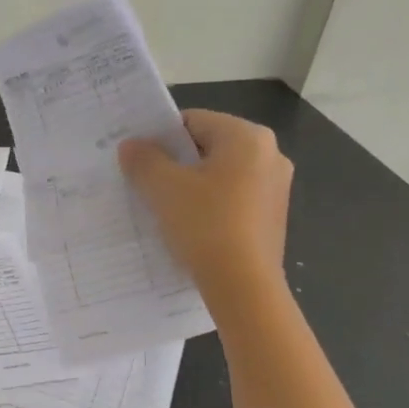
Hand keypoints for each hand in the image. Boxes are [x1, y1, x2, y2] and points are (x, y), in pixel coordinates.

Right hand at [118, 110, 292, 305]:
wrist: (243, 286)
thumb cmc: (204, 225)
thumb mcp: (163, 188)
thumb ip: (143, 159)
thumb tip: (132, 145)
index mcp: (247, 137)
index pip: (192, 121)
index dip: (160, 138)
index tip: (139, 161)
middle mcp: (270, 154)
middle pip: (208, 147)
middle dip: (175, 163)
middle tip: (146, 184)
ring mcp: (276, 187)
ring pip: (220, 174)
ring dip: (192, 186)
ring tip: (165, 208)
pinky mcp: (273, 216)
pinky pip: (233, 198)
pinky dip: (210, 206)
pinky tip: (191, 227)